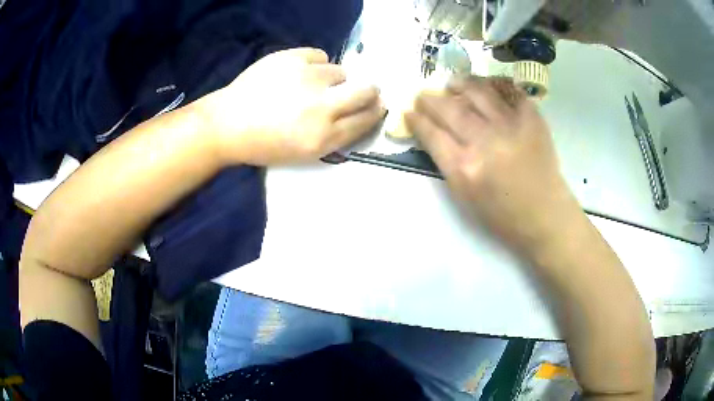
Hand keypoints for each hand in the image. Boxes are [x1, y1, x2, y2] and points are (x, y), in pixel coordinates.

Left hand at [194, 47, 385, 164]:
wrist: (227, 124)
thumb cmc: (265, 144)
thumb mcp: (305, 153)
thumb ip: (337, 134)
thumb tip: (363, 111)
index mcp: (323, 137)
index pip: (366, 119)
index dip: (375, 111)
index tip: (376, 106)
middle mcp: (321, 106)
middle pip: (366, 90)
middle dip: (369, 91)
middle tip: (361, 90)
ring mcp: (306, 78)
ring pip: (341, 71)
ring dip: (333, 79)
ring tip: (311, 86)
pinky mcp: (291, 58)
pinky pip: (320, 55)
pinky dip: (314, 64)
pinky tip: (299, 73)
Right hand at [404, 76, 579, 253]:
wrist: (545, 214)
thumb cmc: (503, 214)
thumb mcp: (465, 197)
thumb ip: (446, 163)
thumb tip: (433, 133)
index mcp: (465, 168)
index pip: (431, 134)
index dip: (416, 120)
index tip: (409, 112)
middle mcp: (485, 141)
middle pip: (449, 109)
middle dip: (430, 99)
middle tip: (424, 95)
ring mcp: (510, 125)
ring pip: (477, 91)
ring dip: (460, 84)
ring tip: (453, 84)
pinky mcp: (531, 118)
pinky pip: (508, 90)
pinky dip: (494, 84)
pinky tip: (485, 86)